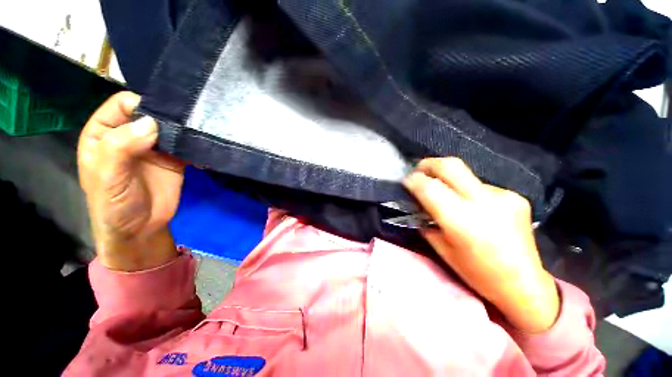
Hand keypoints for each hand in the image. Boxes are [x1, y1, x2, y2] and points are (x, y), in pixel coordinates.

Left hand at [78, 92, 184, 270]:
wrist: (141, 229)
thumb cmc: (113, 204)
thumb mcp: (107, 177)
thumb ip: (120, 147)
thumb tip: (150, 123)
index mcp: (105, 133)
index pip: (123, 105)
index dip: (141, 105)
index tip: (162, 116)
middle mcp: (130, 135)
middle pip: (151, 113)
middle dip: (168, 115)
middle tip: (188, 121)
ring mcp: (155, 147)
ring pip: (171, 128)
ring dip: (184, 130)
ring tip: (200, 132)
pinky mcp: (175, 160)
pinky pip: (186, 146)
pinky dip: (195, 146)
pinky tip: (203, 148)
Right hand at [404, 157, 559, 332]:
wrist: (524, 284)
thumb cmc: (476, 273)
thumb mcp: (442, 249)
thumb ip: (426, 221)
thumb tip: (418, 203)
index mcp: (462, 221)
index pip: (429, 188)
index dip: (414, 180)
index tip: (405, 180)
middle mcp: (484, 203)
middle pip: (451, 166)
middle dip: (429, 164)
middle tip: (419, 169)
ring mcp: (503, 196)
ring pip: (465, 175)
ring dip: (449, 180)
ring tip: (447, 194)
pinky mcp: (515, 196)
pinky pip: (481, 186)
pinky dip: (468, 191)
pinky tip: (472, 206)